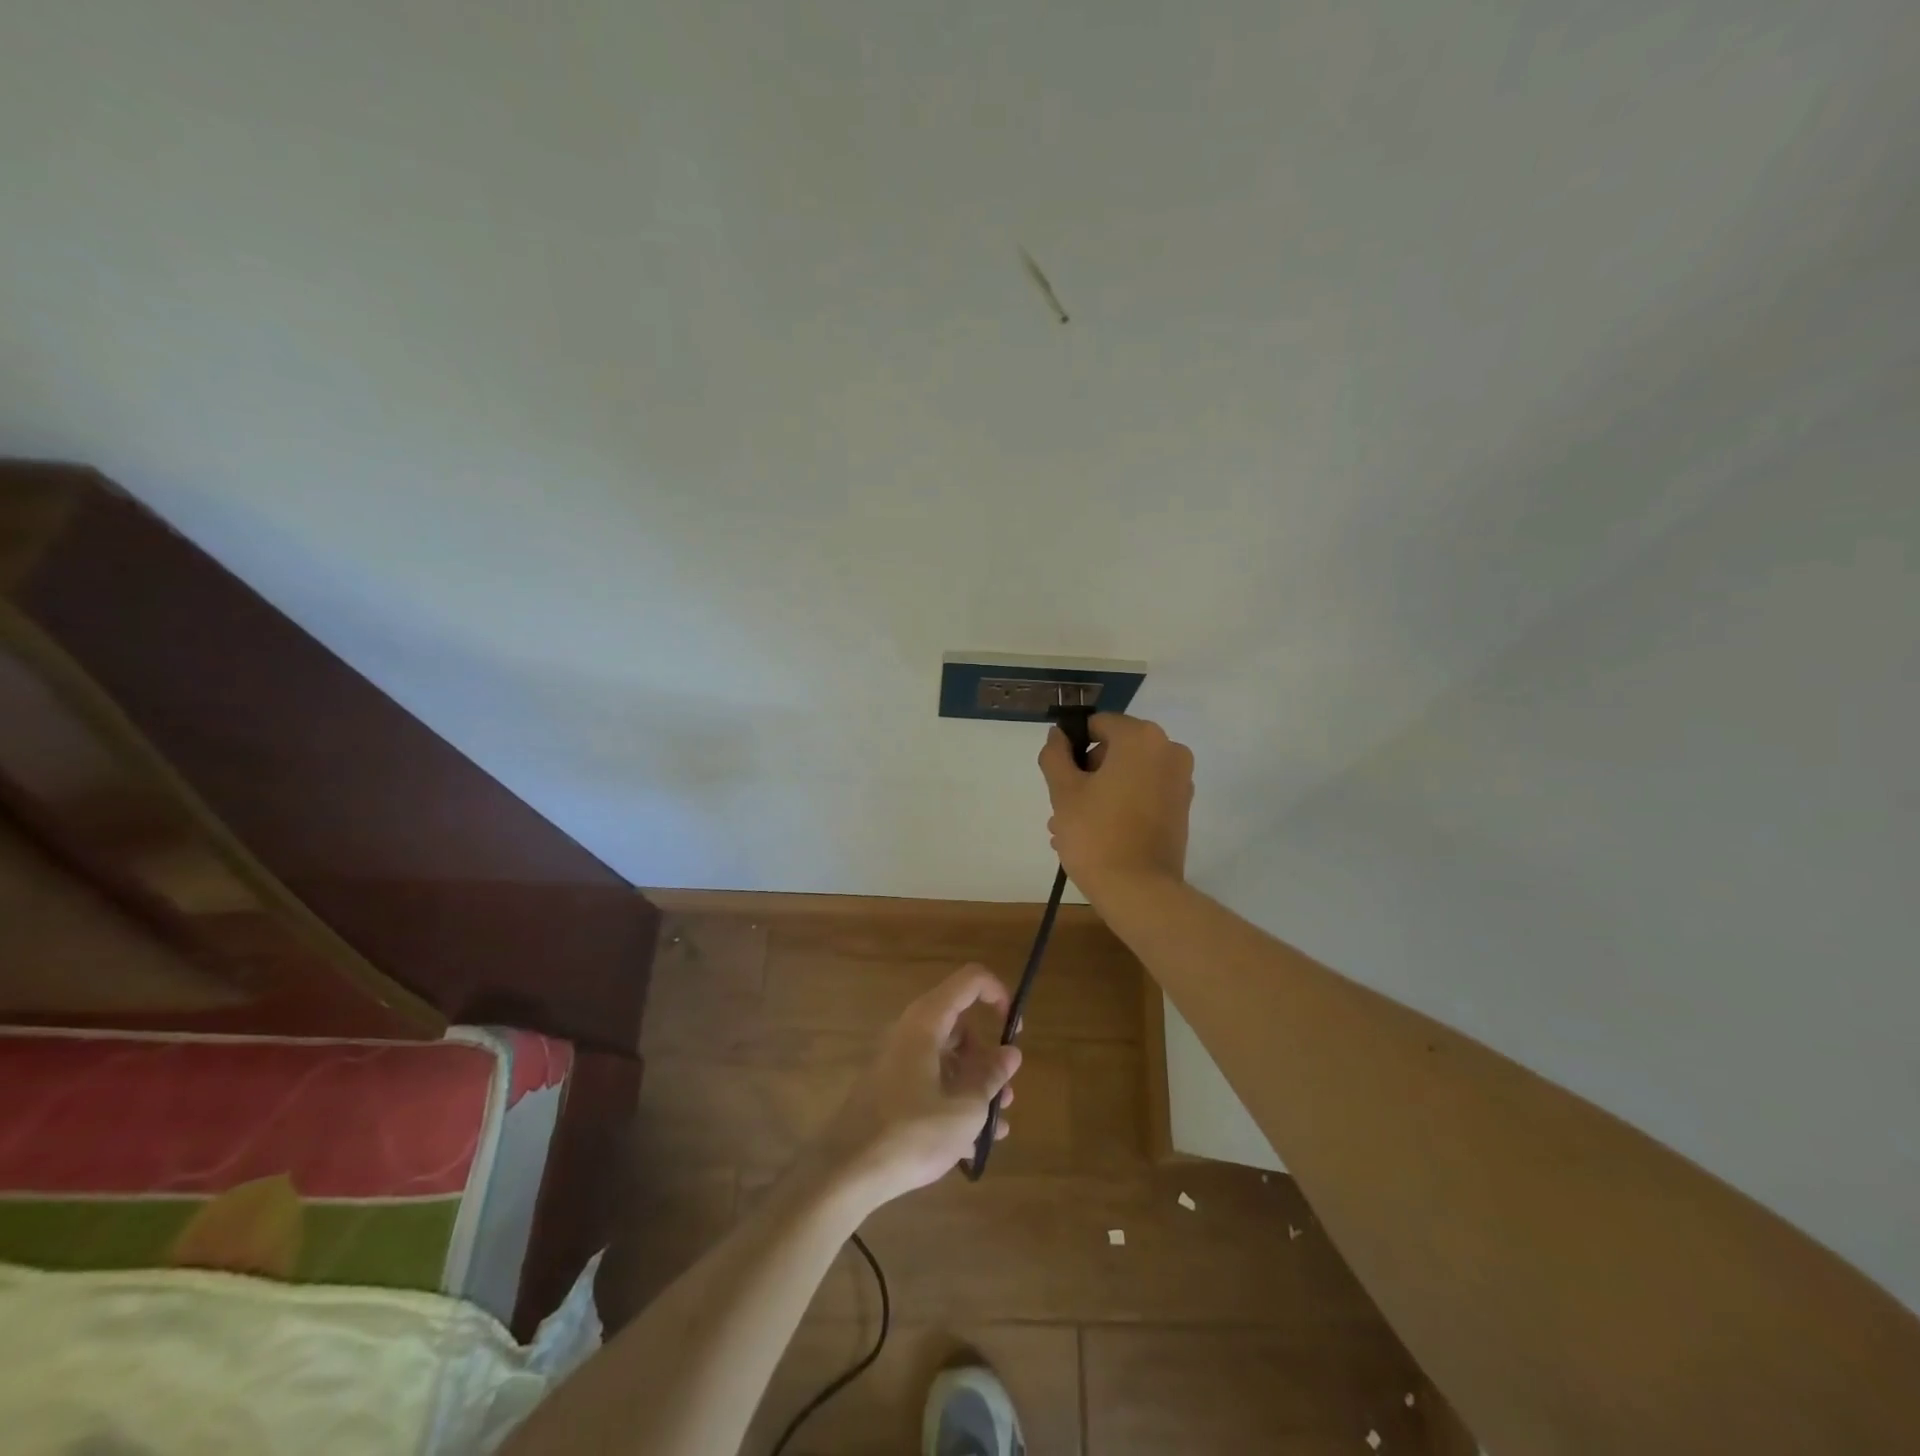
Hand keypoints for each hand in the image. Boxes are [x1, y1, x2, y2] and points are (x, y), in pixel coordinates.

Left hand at [815, 964, 1021, 1206]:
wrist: (847, 1172)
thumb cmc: (911, 1133)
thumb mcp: (963, 1110)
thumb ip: (990, 1078)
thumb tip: (1010, 1054)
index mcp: (926, 1023)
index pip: (969, 981)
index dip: (997, 994)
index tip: (1014, 1029)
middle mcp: (910, 1032)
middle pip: (959, 1026)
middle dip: (987, 1057)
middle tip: (1006, 1092)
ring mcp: (898, 1061)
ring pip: (947, 1058)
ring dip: (974, 1086)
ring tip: (996, 1126)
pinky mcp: (891, 1088)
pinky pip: (931, 1082)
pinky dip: (953, 1102)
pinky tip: (971, 1145)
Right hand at [1040, 711, 1194, 901]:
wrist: (1140, 892)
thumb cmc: (1096, 834)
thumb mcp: (1063, 791)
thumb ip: (1055, 754)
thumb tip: (1059, 735)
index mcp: (1141, 738)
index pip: (1098, 725)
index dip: (1072, 747)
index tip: (1059, 778)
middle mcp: (1168, 751)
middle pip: (1114, 750)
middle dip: (1086, 774)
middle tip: (1062, 808)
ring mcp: (1179, 781)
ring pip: (1127, 775)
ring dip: (1098, 793)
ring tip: (1071, 829)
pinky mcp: (1181, 808)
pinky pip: (1143, 794)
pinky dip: (1120, 805)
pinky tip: (1096, 835)